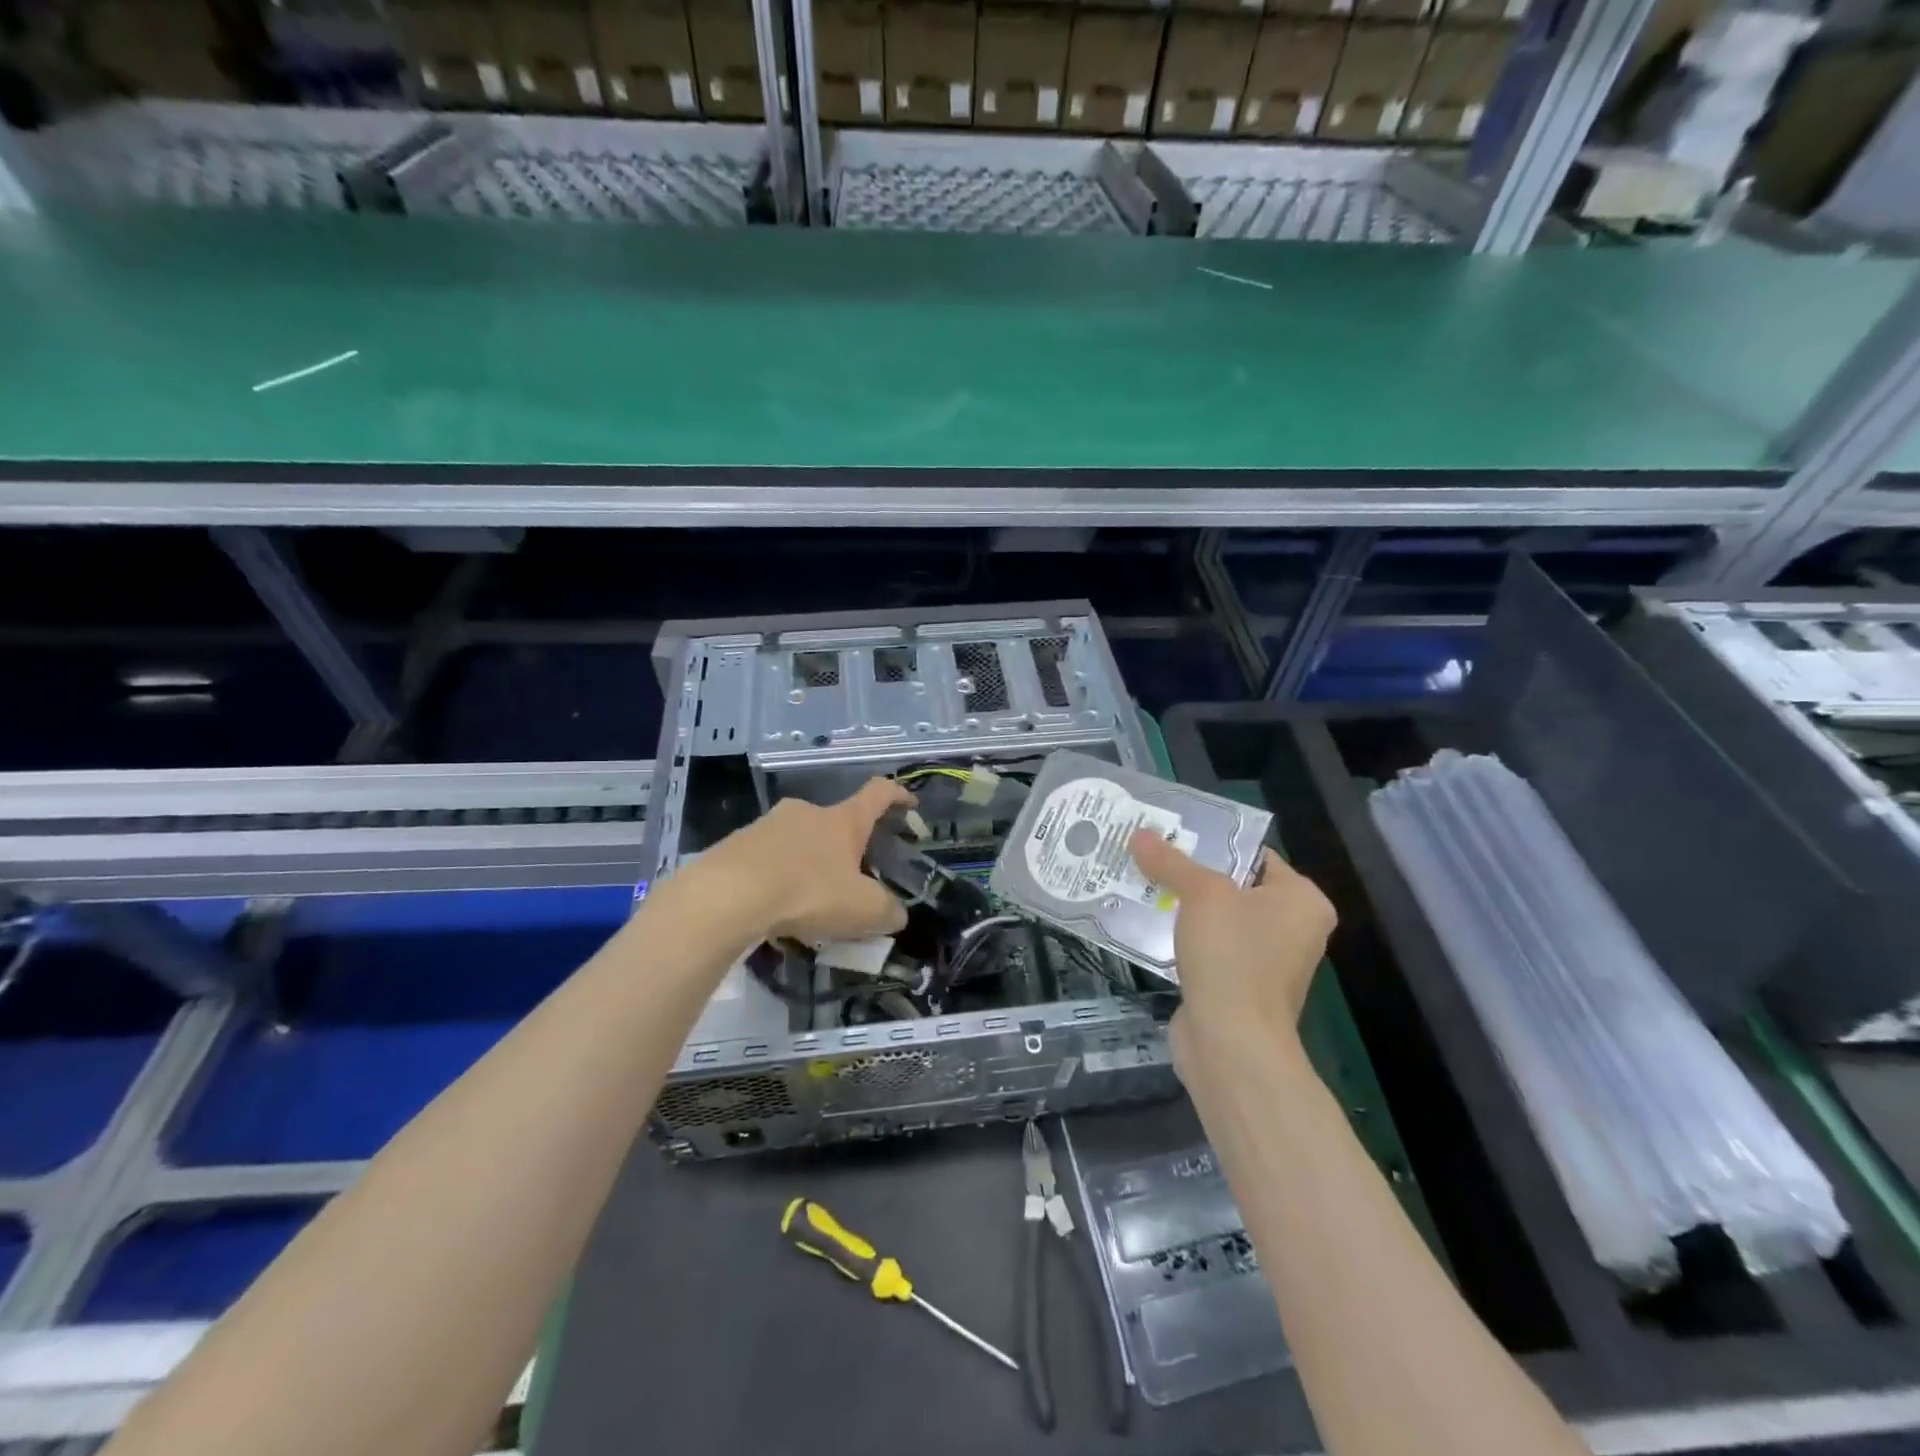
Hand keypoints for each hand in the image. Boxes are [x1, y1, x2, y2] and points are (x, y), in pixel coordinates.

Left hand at [694, 778, 913, 942]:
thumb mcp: (861, 909)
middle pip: (835, 821)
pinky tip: (774, 907)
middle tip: (849, 877)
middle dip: (845, 846)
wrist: (727, 895)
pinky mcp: (736, 843)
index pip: (878, 793)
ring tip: (808, 900)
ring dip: (808, 863)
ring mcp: (767, 824)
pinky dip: (777, 876)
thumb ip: (887, 911)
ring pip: (798, 840)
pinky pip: (767, 858)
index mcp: (843, 820)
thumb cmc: (807, 892)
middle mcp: (807, 812)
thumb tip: (897, 913)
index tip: (910, 802)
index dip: (898, 795)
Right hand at [1128, 830, 1334, 1055]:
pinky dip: (1182, 937)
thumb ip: (1171, 861)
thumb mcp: (1201, 895)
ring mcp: (1266, 962)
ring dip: (1182, 906)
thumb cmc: (1233, 957)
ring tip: (1140, 883)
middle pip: (1233, 886)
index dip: (1214, 842)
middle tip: (1149, 855)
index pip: (1256, 855)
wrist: (1231, 1044)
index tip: (1171, 834)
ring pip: (1217, 919)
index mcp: (1302, 901)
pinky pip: (1208, 949)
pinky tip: (1146, 923)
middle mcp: (1293, 929)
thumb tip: (1139, 834)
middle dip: (1190, 874)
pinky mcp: (1239, 987)